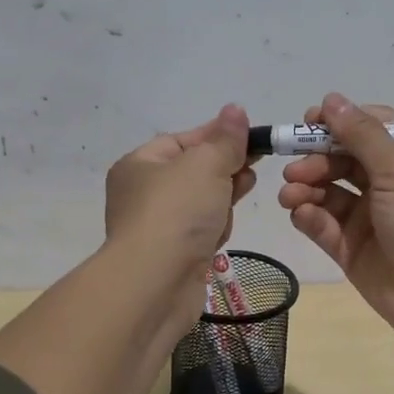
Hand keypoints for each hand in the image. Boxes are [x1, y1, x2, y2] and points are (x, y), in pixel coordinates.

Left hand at [105, 104, 257, 281]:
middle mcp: (142, 194)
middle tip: (251, 170)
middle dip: (225, 170)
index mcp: (140, 165)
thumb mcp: (206, 164)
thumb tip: (235, 110)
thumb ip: (225, 140)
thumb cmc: (177, 212)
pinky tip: (220, 235)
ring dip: (221, 202)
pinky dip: (214, 230)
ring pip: (201, 204)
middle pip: (194, 173)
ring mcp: (157, 228)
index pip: (183, 140)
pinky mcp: (172, 256)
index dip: (218, 136)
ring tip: (234, 202)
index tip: (253, 139)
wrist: (156, 283)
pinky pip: (201, 233)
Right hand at [276, 93, 393, 341]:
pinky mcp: (351, 250)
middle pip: (342, 161)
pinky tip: (301, 214)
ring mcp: (368, 220)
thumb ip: (362, 134)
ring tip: (290, 195)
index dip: (340, 124)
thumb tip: (331, 99)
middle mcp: (387, 186)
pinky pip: (323, 226)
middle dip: (316, 160)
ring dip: (306, 188)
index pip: (370, 130)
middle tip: (294, 168)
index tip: (310, 122)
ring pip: (328, 193)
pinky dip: (309, 216)